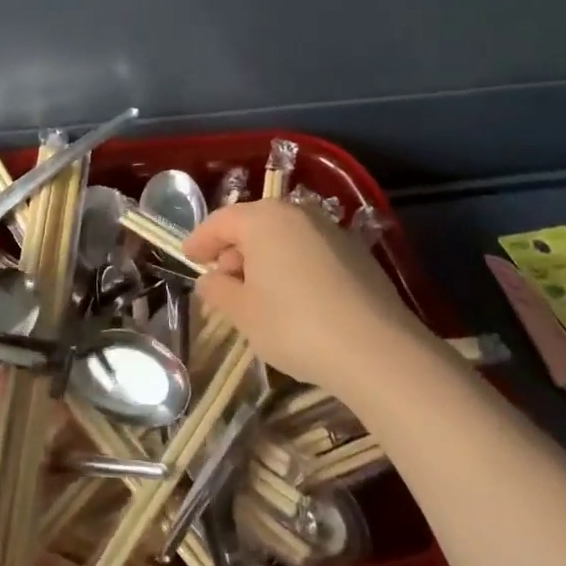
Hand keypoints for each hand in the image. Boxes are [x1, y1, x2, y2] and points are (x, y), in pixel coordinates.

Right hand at [183, 200, 429, 393]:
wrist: (377, 351)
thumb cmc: (295, 325)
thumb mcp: (243, 313)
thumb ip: (219, 291)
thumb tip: (211, 279)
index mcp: (264, 219)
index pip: (221, 221)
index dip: (200, 240)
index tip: (188, 257)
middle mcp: (298, 214)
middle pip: (254, 224)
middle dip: (233, 249)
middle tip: (221, 278)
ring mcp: (332, 231)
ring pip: (284, 237)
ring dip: (264, 258)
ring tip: (255, 292)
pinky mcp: (357, 254)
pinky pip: (309, 251)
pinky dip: (292, 265)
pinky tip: (292, 297)